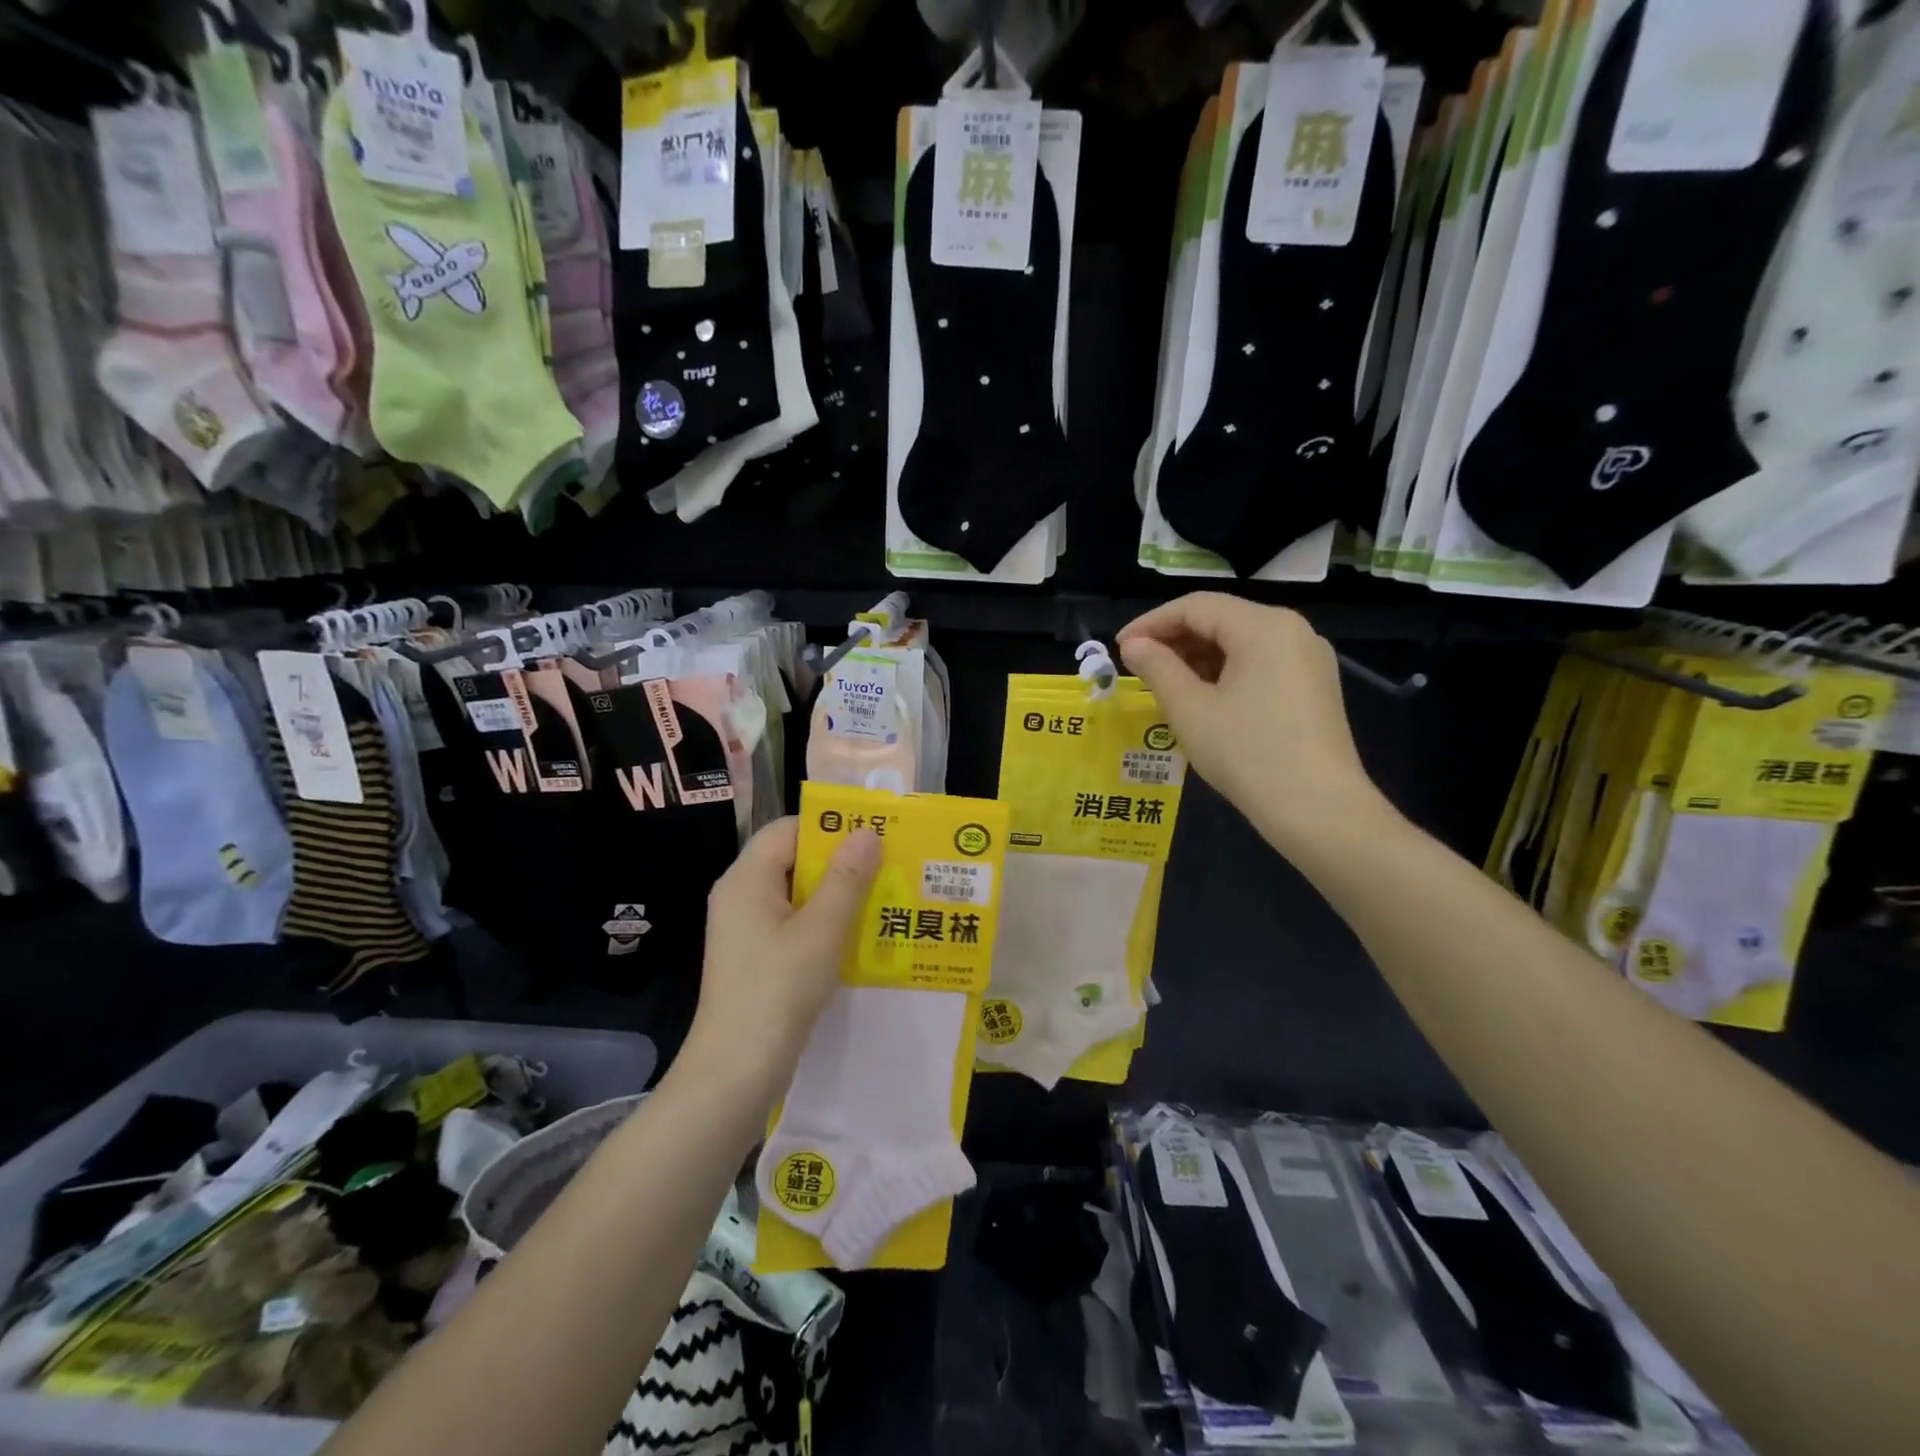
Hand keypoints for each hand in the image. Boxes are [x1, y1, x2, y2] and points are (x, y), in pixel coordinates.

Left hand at [681, 819, 881, 1105]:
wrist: (734, 1073)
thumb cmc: (776, 992)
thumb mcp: (820, 931)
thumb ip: (846, 879)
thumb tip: (868, 833)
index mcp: (746, 879)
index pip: (788, 829)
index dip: (830, 826)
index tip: (874, 833)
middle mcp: (741, 896)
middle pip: (794, 859)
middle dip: (841, 861)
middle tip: (888, 864)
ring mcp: (746, 929)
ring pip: (797, 893)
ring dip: (837, 894)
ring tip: (884, 896)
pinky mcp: (756, 957)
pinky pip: (794, 923)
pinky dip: (825, 922)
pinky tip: (859, 935)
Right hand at [1117, 593, 1390, 852]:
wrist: (1318, 810)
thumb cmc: (1247, 754)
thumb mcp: (1190, 710)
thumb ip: (1157, 668)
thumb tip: (1133, 645)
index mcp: (1263, 626)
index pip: (1195, 606)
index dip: (1151, 623)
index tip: (1120, 648)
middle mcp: (1292, 630)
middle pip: (1221, 619)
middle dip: (1175, 639)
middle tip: (1139, 667)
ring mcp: (1309, 657)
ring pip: (1241, 641)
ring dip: (1198, 656)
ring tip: (1165, 684)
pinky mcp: (1315, 685)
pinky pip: (1261, 662)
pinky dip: (1226, 671)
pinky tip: (1204, 697)